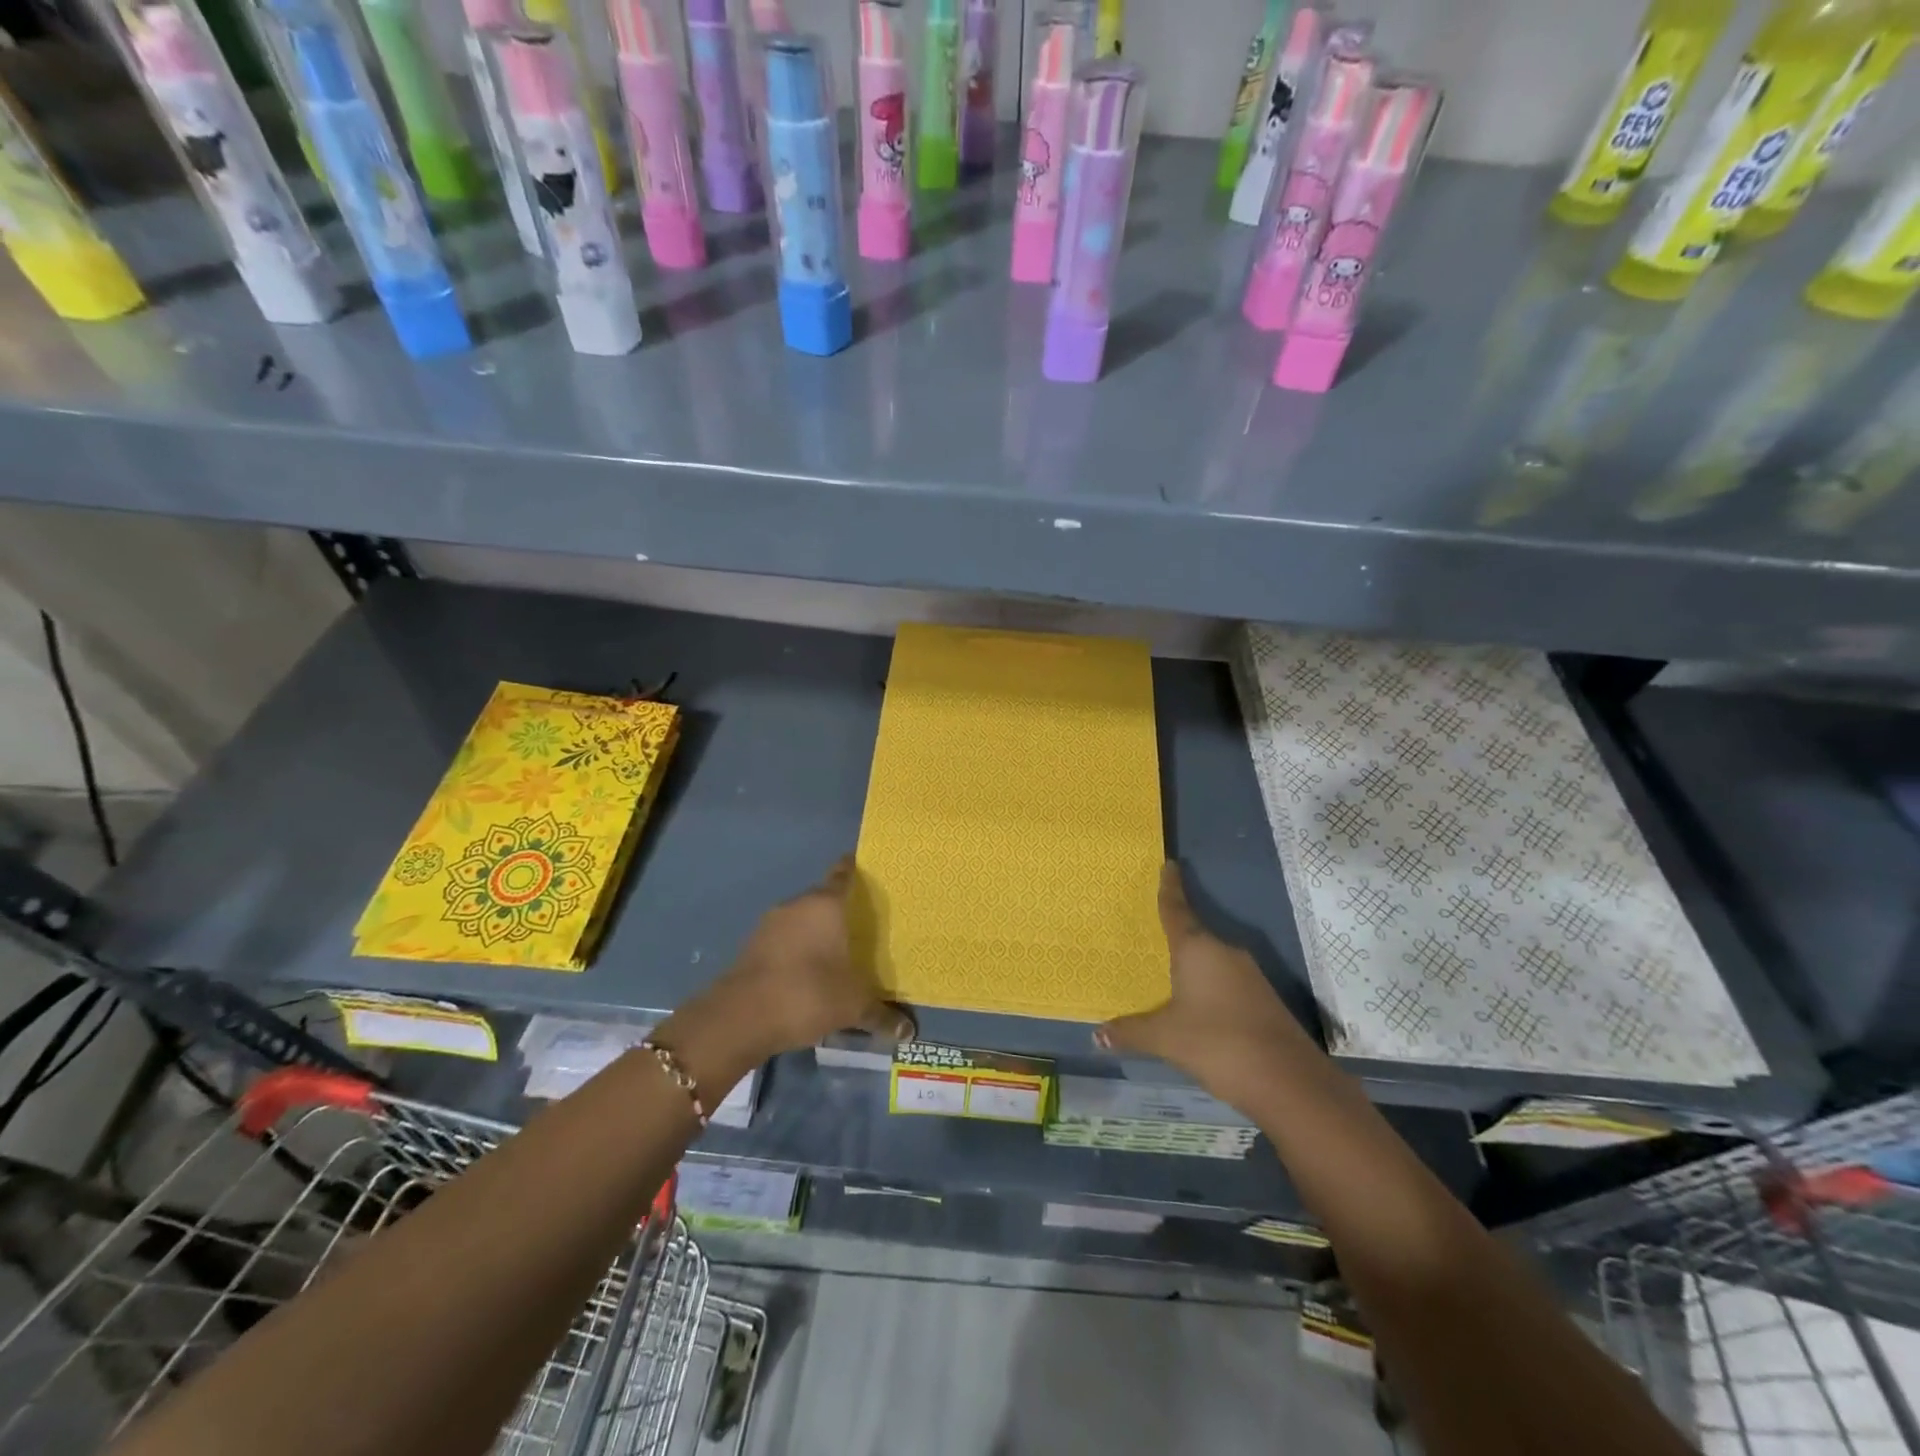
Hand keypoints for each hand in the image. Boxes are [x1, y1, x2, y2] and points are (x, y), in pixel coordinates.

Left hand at [660, 858, 913, 1088]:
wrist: (739, 1018)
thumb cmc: (807, 993)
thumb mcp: (853, 1006)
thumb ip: (882, 1014)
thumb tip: (909, 1032)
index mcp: (825, 903)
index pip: (845, 873)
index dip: (859, 870)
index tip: (875, 874)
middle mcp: (797, 904)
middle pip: (825, 897)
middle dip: (843, 908)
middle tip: (869, 923)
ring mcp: (771, 924)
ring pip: (803, 919)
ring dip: (819, 931)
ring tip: (842, 950)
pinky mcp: (753, 946)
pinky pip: (786, 939)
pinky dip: (799, 949)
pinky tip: (813, 972)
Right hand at [1096, 863, 1311, 1112]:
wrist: (1289, 1081)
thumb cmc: (1218, 1044)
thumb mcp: (1166, 1039)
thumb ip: (1131, 1032)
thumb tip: (1097, 1036)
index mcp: (1198, 949)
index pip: (1177, 909)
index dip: (1169, 887)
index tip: (1169, 864)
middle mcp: (1225, 952)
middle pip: (1195, 934)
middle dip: (1176, 934)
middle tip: (1152, 932)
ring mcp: (1249, 975)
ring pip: (1212, 960)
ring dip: (1193, 964)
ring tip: (1169, 973)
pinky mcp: (1263, 999)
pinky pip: (1226, 980)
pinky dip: (1209, 985)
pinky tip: (1198, 1006)